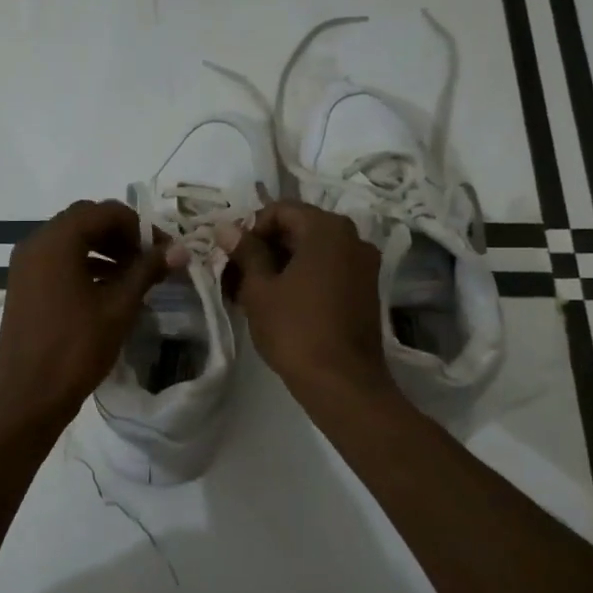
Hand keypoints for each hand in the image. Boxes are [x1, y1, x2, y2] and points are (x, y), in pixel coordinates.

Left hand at [0, 200, 175, 429]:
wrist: (28, 397)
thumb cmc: (75, 349)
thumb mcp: (118, 308)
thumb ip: (147, 271)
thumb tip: (180, 250)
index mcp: (56, 241)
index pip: (103, 211)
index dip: (138, 226)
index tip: (162, 250)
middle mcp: (35, 244)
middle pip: (84, 221)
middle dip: (120, 235)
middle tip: (149, 260)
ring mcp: (25, 266)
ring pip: (70, 241)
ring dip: (103, 250)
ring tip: (134, 276)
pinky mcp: (23, 287)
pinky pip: (57, 262)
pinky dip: (84, 265)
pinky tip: (108, 290)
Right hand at [219, 200, 397, 407]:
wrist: (342, 382)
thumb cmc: (295, 329)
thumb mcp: (260, 288)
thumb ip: (245, 252)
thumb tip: (226, 227)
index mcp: (327, 229)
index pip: (281, 210)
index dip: (251, 228)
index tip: (232, 255)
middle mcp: (353, 238)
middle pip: (299, 229)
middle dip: (264, 248)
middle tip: (235, 275)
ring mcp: (364, 265)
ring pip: (313, 252)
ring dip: (281, 265)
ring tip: (250, 293)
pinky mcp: (366, 290)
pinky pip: (328, 271)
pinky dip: (302, 278)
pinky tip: (278, 303)